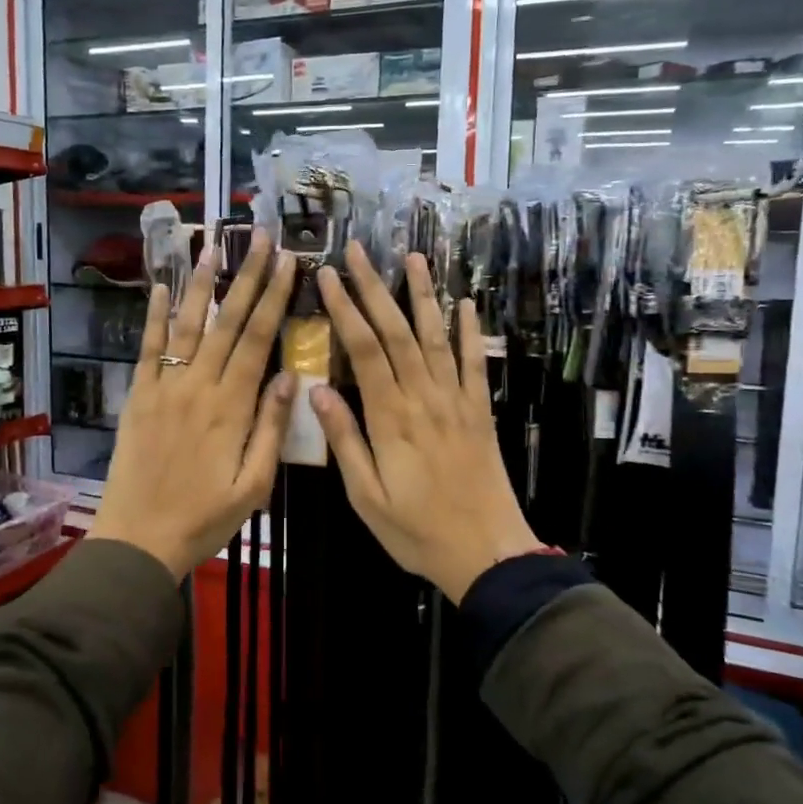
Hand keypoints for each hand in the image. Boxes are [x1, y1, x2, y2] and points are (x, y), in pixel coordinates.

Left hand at [89, 231, 297, 578]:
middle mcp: (199, 386)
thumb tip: (291, 377)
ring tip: (214, 246)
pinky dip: (156, 316)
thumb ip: (272, 430)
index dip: (275, 298)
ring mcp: (164, 387)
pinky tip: (163, 288)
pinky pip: (149, 349)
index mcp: (232, 407)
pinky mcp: (139, 396)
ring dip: (202, 284)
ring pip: (188, 326)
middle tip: (262, 239)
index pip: (258, 339)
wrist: (139, 538)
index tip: (289, 263)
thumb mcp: (254, 486)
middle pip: (228, 322)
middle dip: (248, 277)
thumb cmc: (205, 518)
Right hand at [311, 242, 540, 604]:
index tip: (329, 275)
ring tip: (414, 257)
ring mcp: (457, 401)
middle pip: (397, 331)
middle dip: (376, 287)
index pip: (364, 349)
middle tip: (360, 251)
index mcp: (391, 417)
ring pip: (436, 337)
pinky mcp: (480, 411)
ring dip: (424, 295)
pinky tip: (467, 304)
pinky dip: (470, 331)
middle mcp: (424, 397)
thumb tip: (316, 391)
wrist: (486, 553)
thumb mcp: (366, 496)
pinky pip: (475, 363)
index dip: (346, 308)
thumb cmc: (416, 530)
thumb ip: (344, 440)